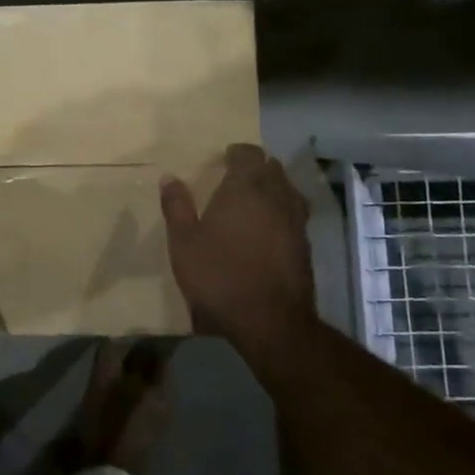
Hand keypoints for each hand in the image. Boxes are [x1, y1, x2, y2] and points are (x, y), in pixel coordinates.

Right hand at [160, 144, 315, 371]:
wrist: (270, 321)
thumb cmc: (219, 275)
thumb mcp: (184, 243)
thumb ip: (177, 207)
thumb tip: (169, 178)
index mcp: (245, 189)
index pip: (249, 155)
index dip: (238, 153)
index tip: (225, 158)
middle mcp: (275, 198)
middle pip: (273, 169)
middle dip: (257, 168)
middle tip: (237, 176)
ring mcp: (295, 222)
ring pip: (289, 191)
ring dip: (274, 188)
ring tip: (256, 199)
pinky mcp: (305, 246)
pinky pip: (295, 215)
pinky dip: (283, 212)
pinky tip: (269, 228)